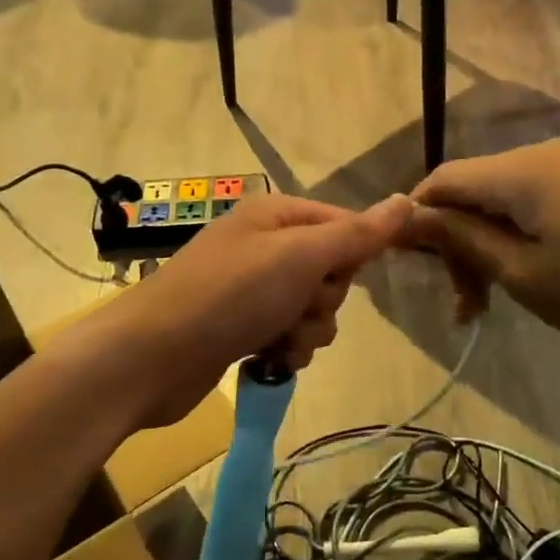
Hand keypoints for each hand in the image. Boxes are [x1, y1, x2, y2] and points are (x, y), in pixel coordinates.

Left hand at [52, 193, 412, 431]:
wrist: (152, 358)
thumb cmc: (229, 295)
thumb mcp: (300, 257)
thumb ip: (356, 234)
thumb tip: (407, 201)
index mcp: (277, 216)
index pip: (344, 225)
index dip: (352, 256)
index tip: (340, 277)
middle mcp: (265, 246)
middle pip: (331, 272)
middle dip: (323, 299)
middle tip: (295, 306)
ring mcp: (252, 289)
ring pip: (314, 309)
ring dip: (306, 330)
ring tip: (277, 339)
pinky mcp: (243, 328)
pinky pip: (290, 335)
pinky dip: (286, 349)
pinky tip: (267, 358)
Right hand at [405, 138, 559, 350]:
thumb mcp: (521, 271)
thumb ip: (462, 240)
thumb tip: (412, 217)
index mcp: (518, 171)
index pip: (443, 179)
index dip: (417, 217)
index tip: (408, 263)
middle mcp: (541, 154)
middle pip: (473, 189)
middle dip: (456, 242)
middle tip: (462, 302)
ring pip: (504, 198)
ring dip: (487, 244)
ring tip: (489, 301)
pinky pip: (535, 201)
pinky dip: (517, 235)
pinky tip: (526, 274)